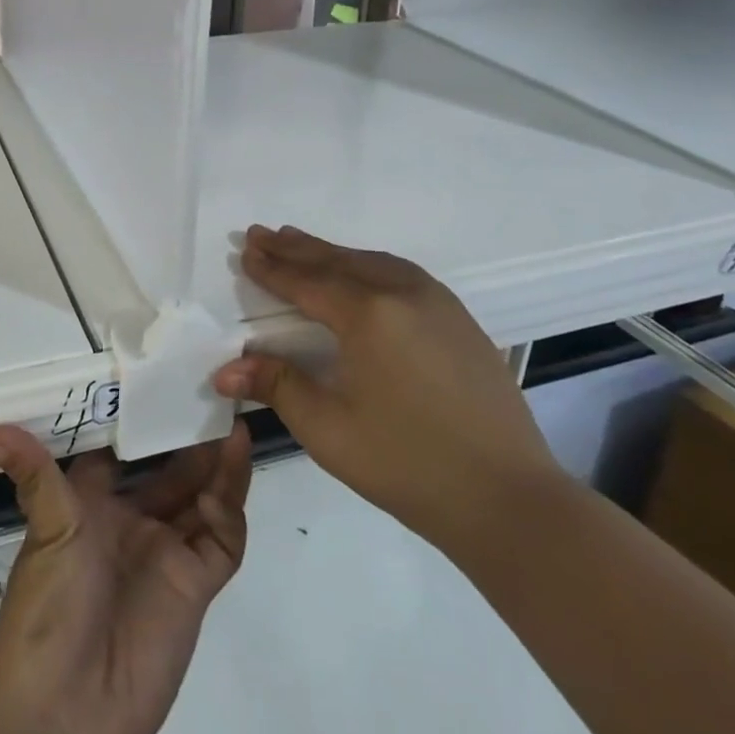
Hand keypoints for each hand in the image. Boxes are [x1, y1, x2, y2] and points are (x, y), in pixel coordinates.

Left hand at [0, 423, 252, 733]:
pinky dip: (228, 510)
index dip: (142, 417)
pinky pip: (221, 540)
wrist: (64, 719)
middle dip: (190, 436)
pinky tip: (223, 483)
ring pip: (202, 497)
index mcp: (93, 504)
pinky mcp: (194, 586)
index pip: (123, 449)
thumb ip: (31, 472)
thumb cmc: (47, 610)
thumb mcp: (45, 530)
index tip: (163, 376)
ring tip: (233, 424)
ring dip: (218, 465)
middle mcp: (131, 521)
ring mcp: (165, 552)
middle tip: (214, 392)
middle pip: (170, 469)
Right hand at [213, 224, 559, 554]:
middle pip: (337, 261)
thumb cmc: (408, 465)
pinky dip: (365, 263)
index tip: (245, 250)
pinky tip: (358, 270)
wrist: (510, 499)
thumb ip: (276, 386)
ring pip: (370, 261)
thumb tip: (224, 369)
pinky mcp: (458, 318)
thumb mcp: (329, 429)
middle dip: (295, 248)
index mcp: (368, 314)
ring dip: (330, 252)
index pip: (307, 282)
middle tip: (261, 233)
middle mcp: (402, 292)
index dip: (272, 268)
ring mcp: (436, 301)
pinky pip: (399, 273)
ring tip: (298, 242)